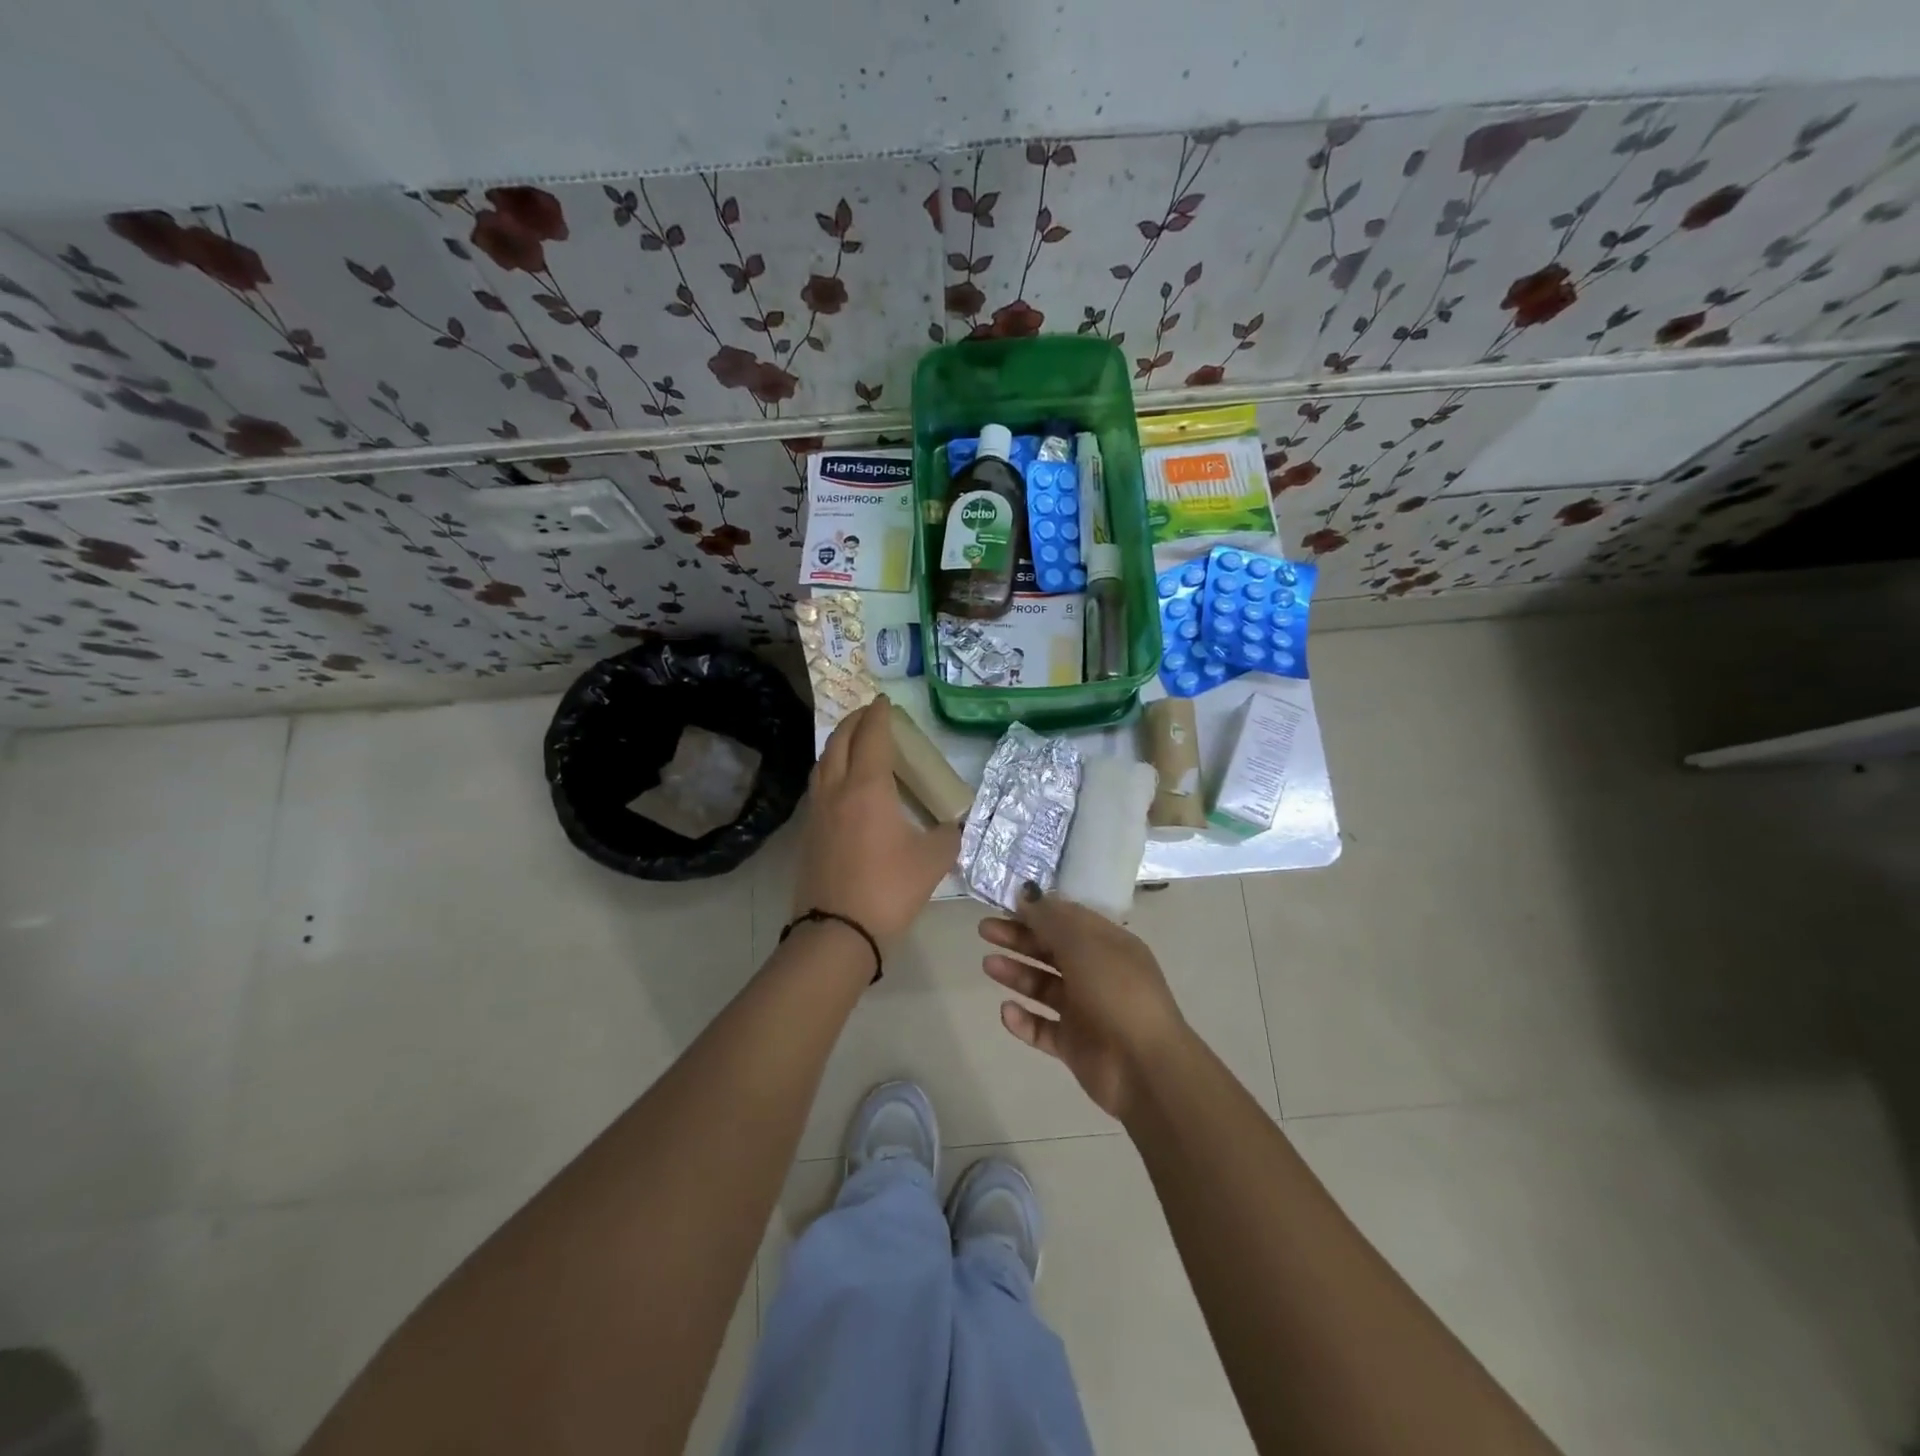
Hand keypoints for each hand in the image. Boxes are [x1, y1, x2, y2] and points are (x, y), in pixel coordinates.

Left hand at [790, 697, 962, 948]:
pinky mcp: (808, 834)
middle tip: (870, 714)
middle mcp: (837, 790)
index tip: (885, 702)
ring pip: (823, 763)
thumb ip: (947, 837)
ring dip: (838, 744)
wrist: (837, 932)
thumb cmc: (888, 889)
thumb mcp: (932, 861)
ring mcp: (817, 812)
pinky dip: (830, 770)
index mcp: (867, 788)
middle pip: (840, 742)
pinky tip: (842, 784)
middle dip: (855, 722)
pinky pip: (819, 786)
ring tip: (854, 742)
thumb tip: (952, 827)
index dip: (879, 715)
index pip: (871, 737)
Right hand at [978, 888, 1191, 1119]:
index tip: (1005, 904)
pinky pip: (1043, 1028)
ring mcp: (1086, 1011)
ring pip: (1045, 987)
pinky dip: (1024, 1020)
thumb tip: (1027, 893)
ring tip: (988, 965)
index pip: (1068, 920)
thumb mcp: (1084, 944)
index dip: (1038, 911)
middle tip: (985, 930)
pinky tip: (1006, 1011)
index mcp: (1108, 945)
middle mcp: (1097, 973)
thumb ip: (1051, 919)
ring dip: (1017, 974)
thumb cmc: (1116, 992)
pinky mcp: (1075, 1045)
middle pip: (1052, 950)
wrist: (1144, 1066)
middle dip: (1019, 938)